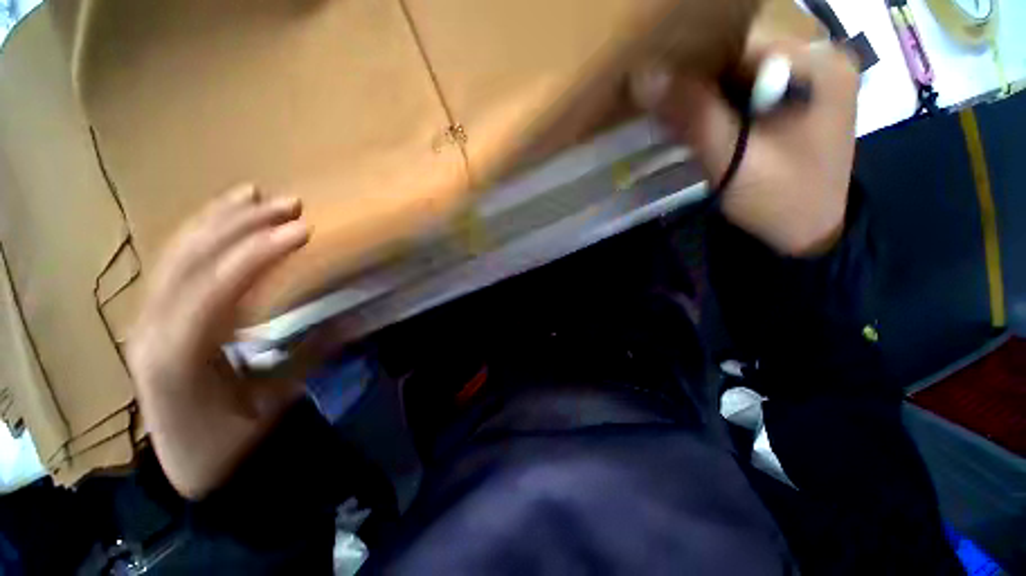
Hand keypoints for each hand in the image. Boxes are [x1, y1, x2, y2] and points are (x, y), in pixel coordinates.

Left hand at [127, 185, 313, 498]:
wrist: (185, 462)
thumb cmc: (228, 438)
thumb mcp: (272, 401)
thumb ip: (306, 356)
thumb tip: (347, 317)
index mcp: (177, 354)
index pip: (217, 287)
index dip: (260, 254)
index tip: (303, 231)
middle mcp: (150, 326)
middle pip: (192, 258)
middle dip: (242, 224)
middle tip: (290, 204)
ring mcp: (147, 316)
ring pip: (177, 252)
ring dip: (219, 219)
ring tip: (255, 194)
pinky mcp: (155, 313)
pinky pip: (175, 262)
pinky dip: (200, 234)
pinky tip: (222, 218)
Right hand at [634, 40, 858, 255]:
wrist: (808, 232)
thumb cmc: (779, 200)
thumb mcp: (733, 159)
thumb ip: (693, 115)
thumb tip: (644, 77)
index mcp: (815, 65)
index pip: (739, 43)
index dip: (693, 64)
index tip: (660, 91)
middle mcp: (818, 60)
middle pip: (742, 55)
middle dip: (700, 83)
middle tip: (668, 112)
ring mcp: (810, 79)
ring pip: (741, 73)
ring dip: (707, 96)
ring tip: (682, 122)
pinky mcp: (798, 99)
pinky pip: (748, 90)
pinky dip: (721, 106)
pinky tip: (705, 126)